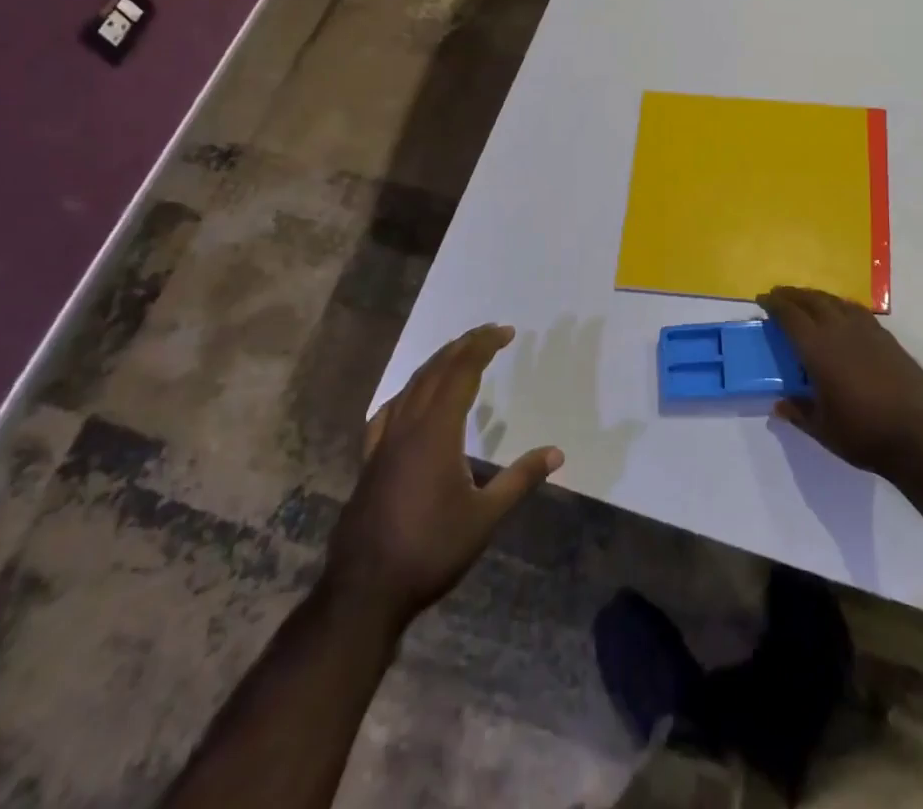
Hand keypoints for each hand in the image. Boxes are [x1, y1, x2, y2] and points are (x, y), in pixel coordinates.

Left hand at [323, 324, 562, 631]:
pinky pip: (390, 410)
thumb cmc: (430, 551)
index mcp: (437, 431)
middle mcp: (408, 426)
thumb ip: (520, 479)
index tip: (506, 331)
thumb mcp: (485, 518)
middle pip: (436, 370)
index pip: (462, 372)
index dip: (484, 346)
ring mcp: (384, 442)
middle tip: (490, 332)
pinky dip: (408, 391)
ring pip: (411, 386)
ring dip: (437, 363)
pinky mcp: (370, 460)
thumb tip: (557, 453)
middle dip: (464, 346)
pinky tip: (410, 399)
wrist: (365, 592)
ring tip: (459, 353)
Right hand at [761, 286, 922, 480]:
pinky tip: (842, 314)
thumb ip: (800, 413)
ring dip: (818, 296)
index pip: (791, 317)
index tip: (763, 299)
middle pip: (813, 301)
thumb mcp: (823, 430)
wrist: (921, 437)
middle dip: (793, 295)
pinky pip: (858, 311)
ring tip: (808, 300)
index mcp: (819, 350)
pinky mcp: (888, 339)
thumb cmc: (865, 434)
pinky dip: (842, 306)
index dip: (774, 305)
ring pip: (837, 302)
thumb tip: (780, 405)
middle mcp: (841, 331)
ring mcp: (868, 332)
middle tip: (780, 294)